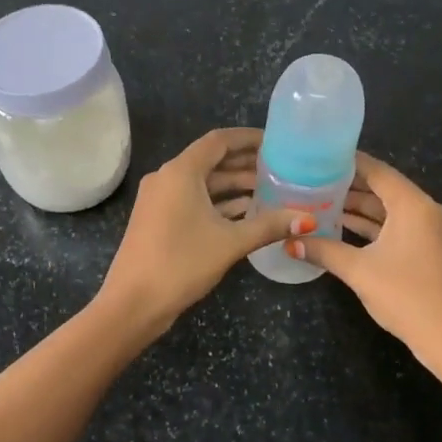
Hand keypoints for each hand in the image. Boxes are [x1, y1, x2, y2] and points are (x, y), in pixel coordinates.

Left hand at [97, 128, 305, 334]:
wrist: (133, 302)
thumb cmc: (181, 263)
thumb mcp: (230, 243)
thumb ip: (269, 225)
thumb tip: (308, 219)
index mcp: (181, 172)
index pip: (219, 141)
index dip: (248, 138)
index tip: (276, 142)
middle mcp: (167, 178)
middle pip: (211, 160)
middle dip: (245, 163)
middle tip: (280, 167)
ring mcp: (160, 200)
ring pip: (203, 183)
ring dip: (233, 185)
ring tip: (270, 190)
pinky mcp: (159, 220)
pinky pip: (193, 200)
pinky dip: (218, 203)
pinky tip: (246, 212)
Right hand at [288, 152, 441, 370]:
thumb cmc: (406, 296)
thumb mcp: (359, 271)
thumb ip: (324, 251)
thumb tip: (289, 242)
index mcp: (412, 205)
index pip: (376, 171)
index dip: (347, 162)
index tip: (317, 157)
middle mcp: (424, 210)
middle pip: (381, 189)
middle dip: (347, 186)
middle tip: (310, 181)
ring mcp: (428, 231)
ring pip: (387, 211)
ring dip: (357, 209)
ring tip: (318, 202)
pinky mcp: (427, 250)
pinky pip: (395, 228)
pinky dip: (370, 227)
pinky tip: (341, 229)